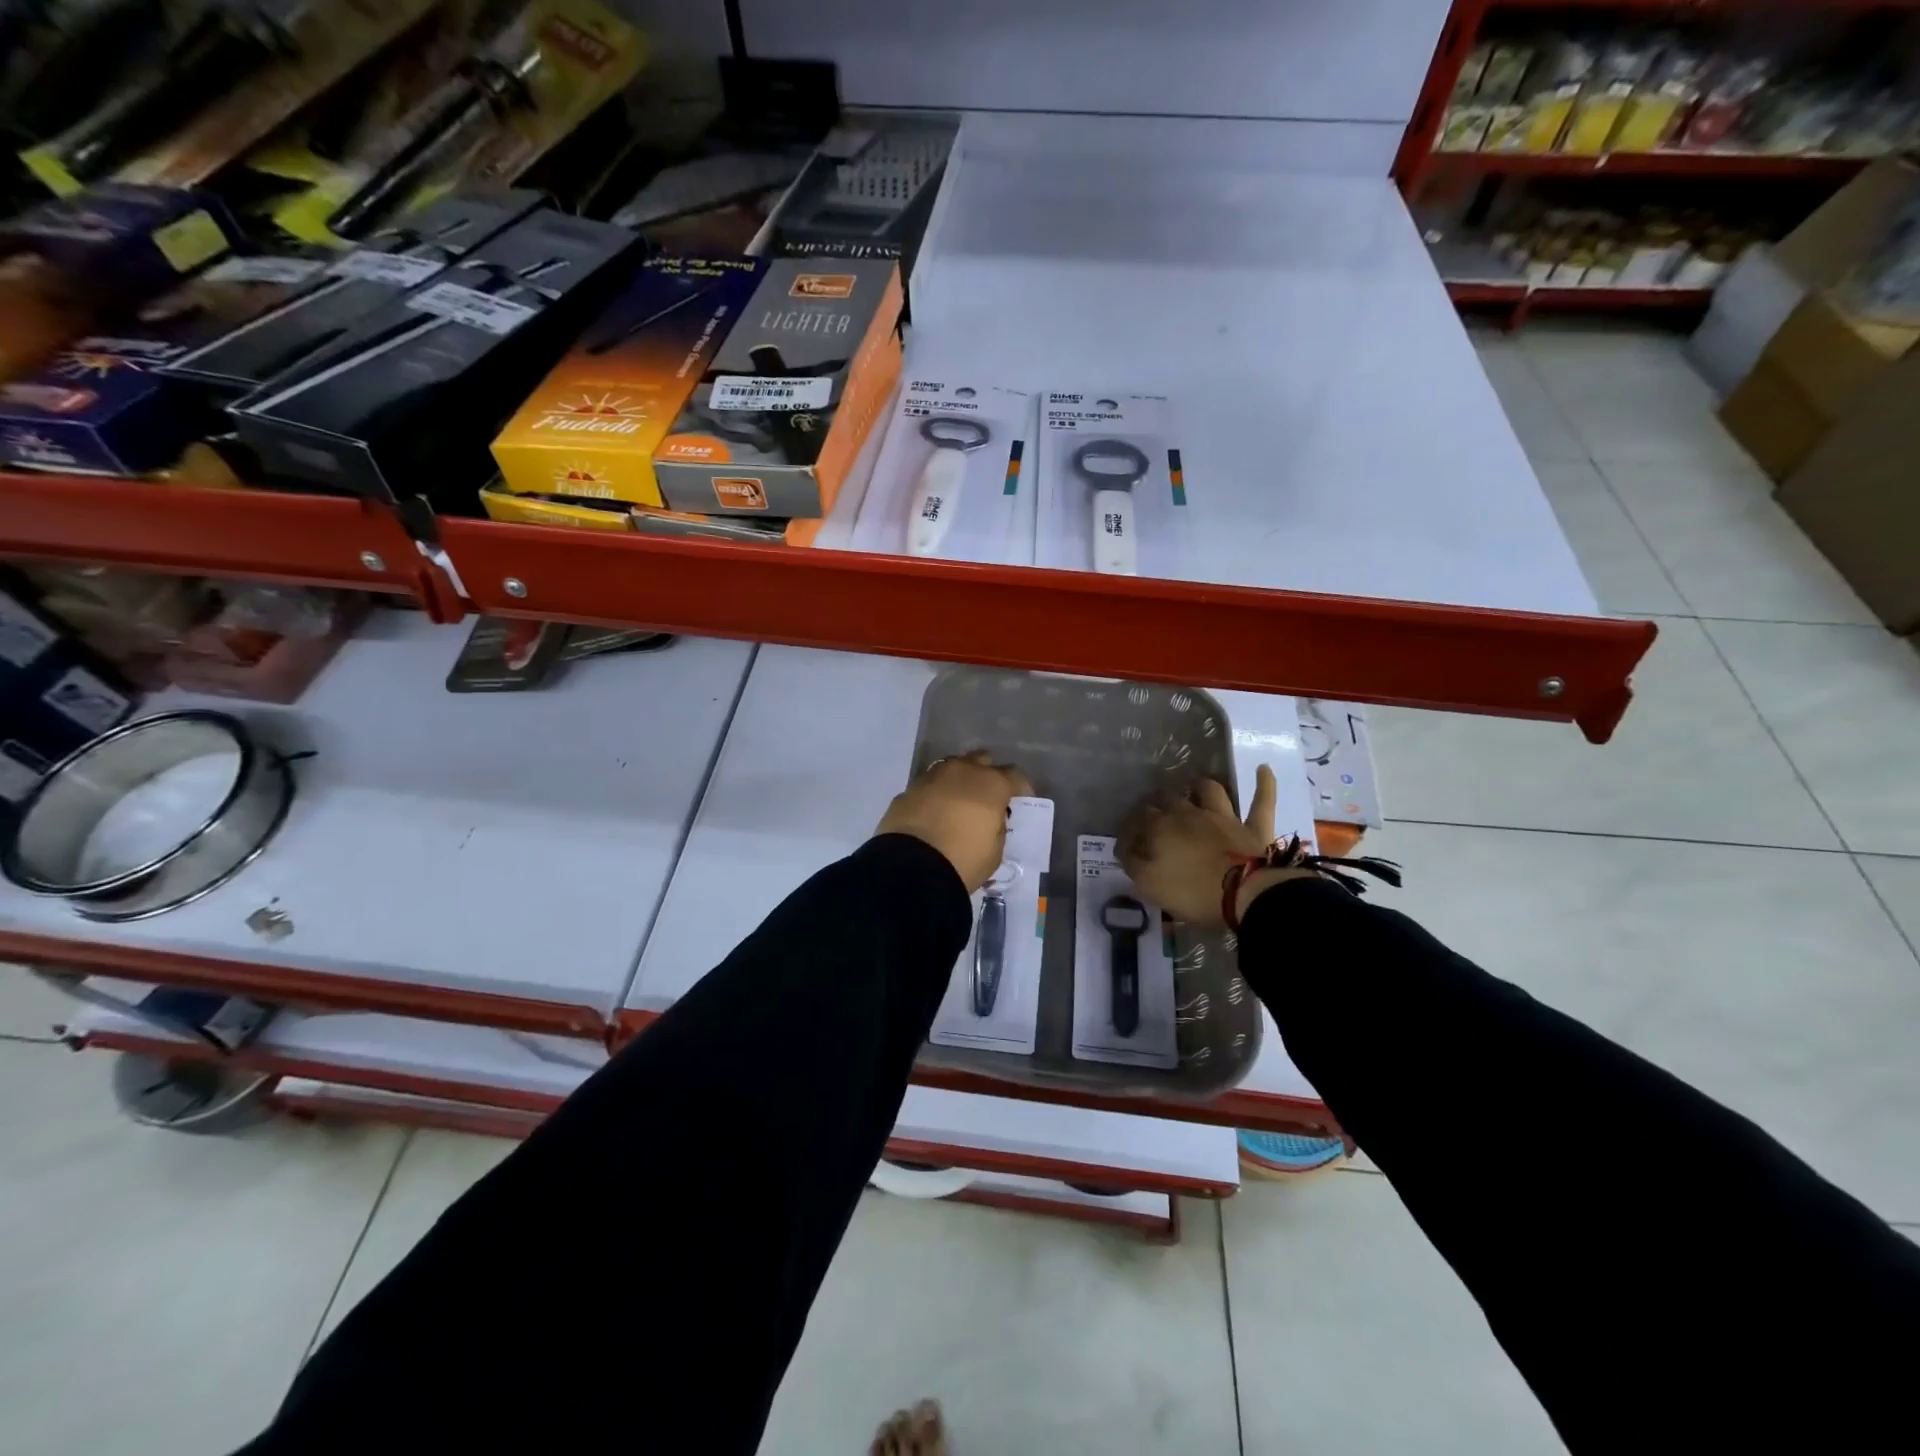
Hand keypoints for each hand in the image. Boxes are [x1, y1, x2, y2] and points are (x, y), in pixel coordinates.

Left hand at [875, 751, 1033, 891]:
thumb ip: (997, 826)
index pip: (1015, 775)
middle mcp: (962, 771)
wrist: (912, 866)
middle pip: (981, 760)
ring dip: (959, 780)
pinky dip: (935, 794)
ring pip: (952, 768)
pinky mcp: (908, 790)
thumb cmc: (964, 859)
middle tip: (988, 796)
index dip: (1021, 788)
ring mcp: (932, 777)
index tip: (1021, 801)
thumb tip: (990, 818)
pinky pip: (929, 785)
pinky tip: (933, 813)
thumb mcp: (995, 849)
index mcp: (991, 784)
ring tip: (959, 802)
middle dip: (987, 774)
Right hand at [1119, 765, 1303, 924]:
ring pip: (1211, 791)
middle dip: (1159, 802)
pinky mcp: (1254, 827)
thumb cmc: (1193, 893)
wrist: (1244, 894)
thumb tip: (1126, 850)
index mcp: (1161, 828)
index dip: (1130, 828)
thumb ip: (1134, 864)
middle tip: (1154, 812)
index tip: (1127, 842)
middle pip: (1169, 799)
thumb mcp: (1149, 885)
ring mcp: (1224, 818)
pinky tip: (1263, 768)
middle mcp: (1190, 814)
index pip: (1138, 819)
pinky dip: (1264, 784)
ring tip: (1196, 784)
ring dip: (1202, 786)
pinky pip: (1262, 801)